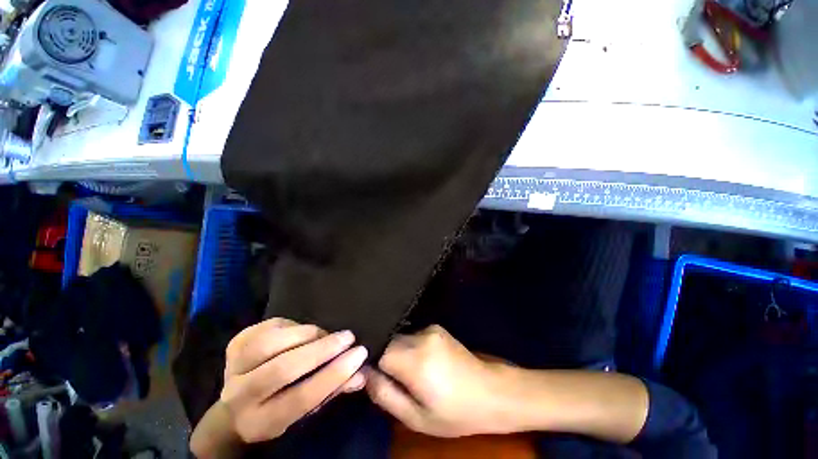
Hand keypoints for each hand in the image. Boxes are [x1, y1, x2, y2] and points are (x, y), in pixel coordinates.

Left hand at [219, 318, 367, 442]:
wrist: (236, 407)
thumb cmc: (280, 408)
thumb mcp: (307, 410)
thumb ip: (334, 390)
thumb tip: (361, 373)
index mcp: (263, 422)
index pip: (302, 397)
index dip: (334, 373)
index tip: (360, 353)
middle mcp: (241, 397)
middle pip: (283, 369)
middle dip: (322, 349)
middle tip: (349, 337)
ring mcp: (233, 367)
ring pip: (271, 344)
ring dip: (306, 335)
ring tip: (325, 334)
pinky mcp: (236, 344)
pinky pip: (269, 327)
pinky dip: (293, 325)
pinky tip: (303, 331)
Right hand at [365, 325, 509, 437]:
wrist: (492, 391)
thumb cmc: (455, 413)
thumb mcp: (416, 418)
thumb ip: (385, 395)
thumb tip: (364, 373)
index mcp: (415, 361)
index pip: (378, 349)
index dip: (369, 360)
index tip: (370, 374)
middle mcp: (421, 337)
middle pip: (389, 341)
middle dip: (384, 357)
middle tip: (392, 379)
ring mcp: (430, 328)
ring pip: (400, 338)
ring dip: (398, 353)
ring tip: (409, 373)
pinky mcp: (436, 327)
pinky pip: (413, 335)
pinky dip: (410, 348)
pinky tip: (423, 363)